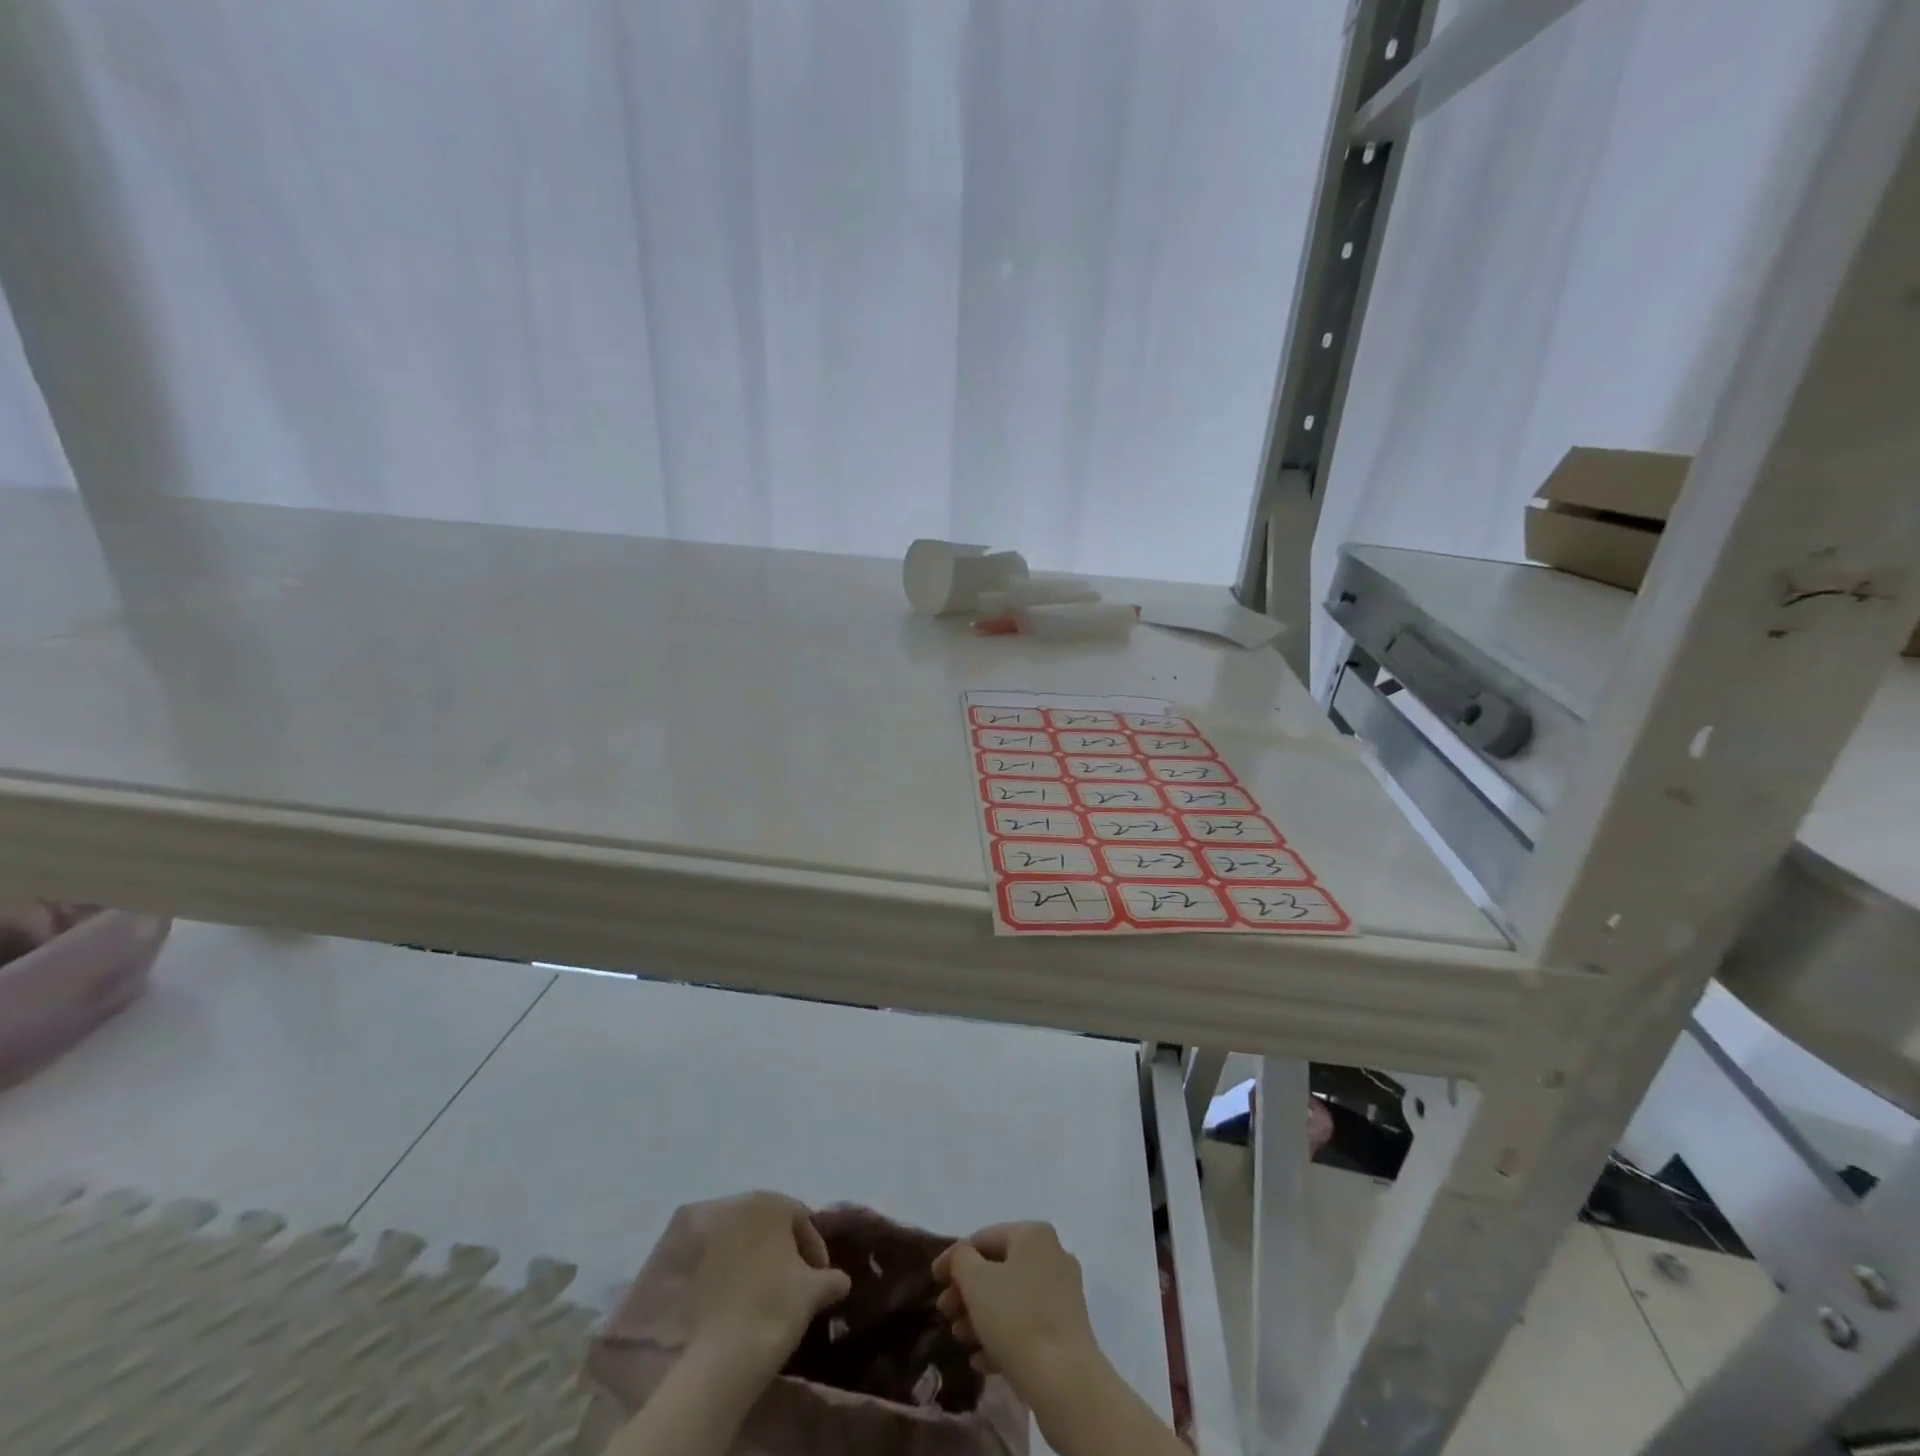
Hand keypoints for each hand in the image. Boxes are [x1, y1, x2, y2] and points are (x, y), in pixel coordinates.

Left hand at [687, 1191, 851, 1380]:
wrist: (721, 1359)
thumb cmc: (774, 1309)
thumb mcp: (814, 1292)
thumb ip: (831, 1278)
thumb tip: (840, 1280)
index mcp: (770, 1203)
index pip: (801, 1217)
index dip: (815, 1248)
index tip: (820, 1278)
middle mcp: (737, 1207)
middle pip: (770, 1225)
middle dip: (785, 1249)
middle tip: (796, 1282)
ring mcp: (708, 1234)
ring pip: (744, 1241)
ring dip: (758, 1260)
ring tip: (769, 1293)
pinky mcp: (688, 1264)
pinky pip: (720, 1261)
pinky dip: (734, 1274)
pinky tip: (743, 1302)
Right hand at [933, 1222, 1100, 1394]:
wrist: (1066, 1382)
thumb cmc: (1016, 1319)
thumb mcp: (976, 1282)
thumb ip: (960, 1260)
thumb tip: (961, 1258)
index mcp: (1033, 1234)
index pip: (984, 1238)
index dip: (954, 1258)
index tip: (933, 1281)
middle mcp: (1052, 1254)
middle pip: (999, 1269)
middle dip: (967, 1292)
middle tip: (945, 1314)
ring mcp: (1063, 1292)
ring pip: (1012, 1298)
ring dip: (981, 1316)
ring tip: (961, 1339)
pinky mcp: (1067, 1328)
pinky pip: (1027, 1323)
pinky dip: (1003, 1335)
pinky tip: (982, 1360)